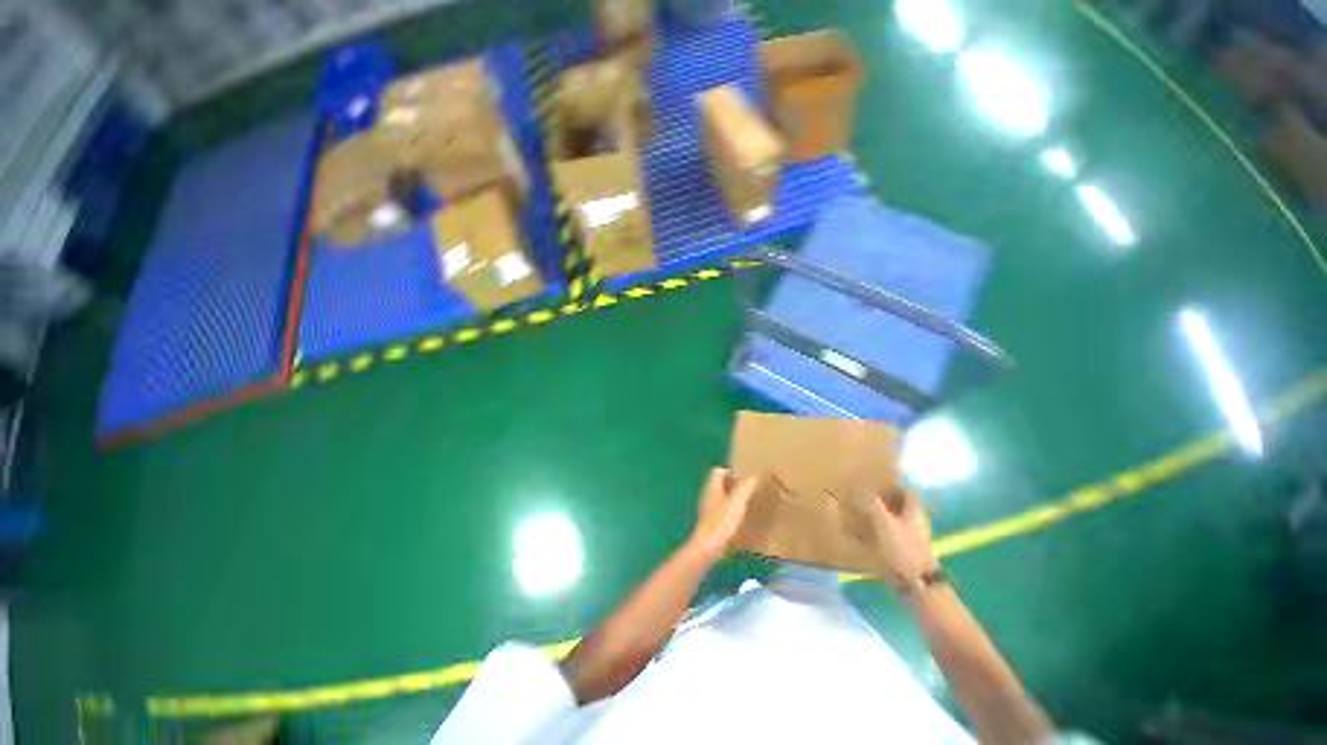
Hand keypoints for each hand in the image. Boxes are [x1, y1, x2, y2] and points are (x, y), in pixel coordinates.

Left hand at [688, 468, 758, 560]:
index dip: (730, 473)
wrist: (707, 547)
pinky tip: (737, 521)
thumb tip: (753, 476)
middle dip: (731, 486)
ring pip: (718, 497)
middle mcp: (706, 494)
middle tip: (746, 493)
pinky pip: (717, 510)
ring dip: (729, 499)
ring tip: (744, 506)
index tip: (743, 482)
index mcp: (712, 486)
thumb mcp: (737, 502)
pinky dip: (726, 511)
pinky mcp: (707, 521)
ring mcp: (705, 508)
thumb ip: (745, 488)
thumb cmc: (722, 521)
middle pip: (718, 484)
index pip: (718, 471)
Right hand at [862, 487, 937, 587]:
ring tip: (860, 508)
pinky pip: (890, 534)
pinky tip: (864, 530)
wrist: (916, 584)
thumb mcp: (884, 522)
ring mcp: (910, 538)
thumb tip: (857, 486)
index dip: (895, 482)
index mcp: (915, 511)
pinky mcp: (903, 551)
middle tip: (865, 491)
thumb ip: (872, 504)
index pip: (908, 490)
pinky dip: (878, 529)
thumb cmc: (904, 549)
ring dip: (881, 513)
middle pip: (901, 504)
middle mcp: (915, 522)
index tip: (879, 477)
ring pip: (895, 519)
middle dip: (885, 497)